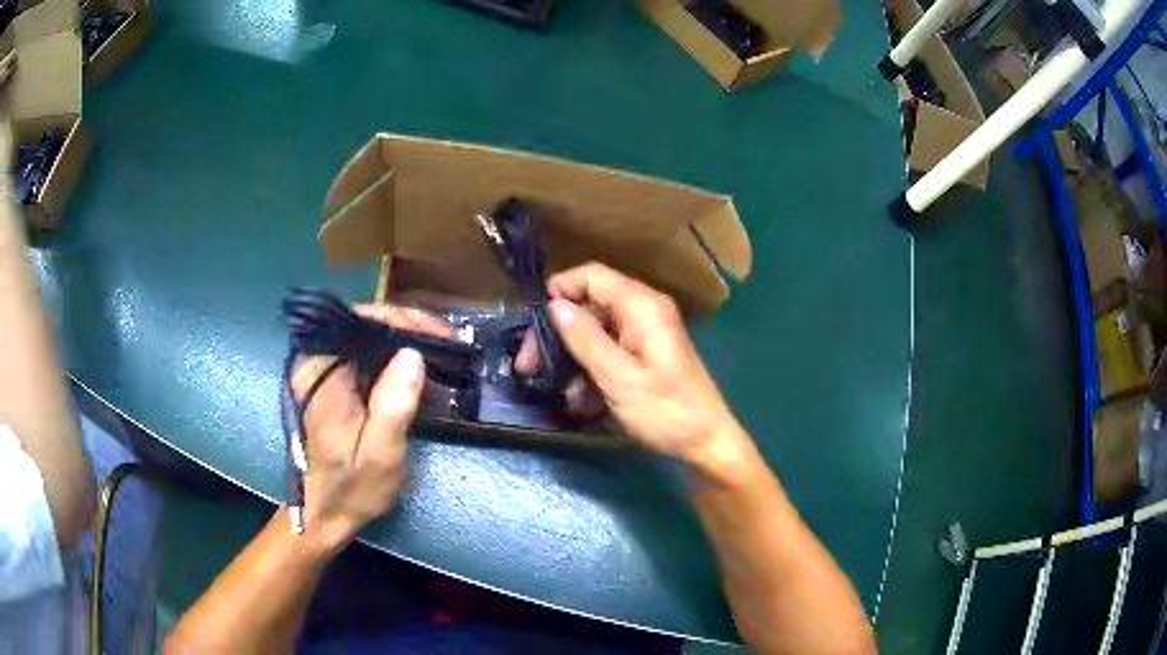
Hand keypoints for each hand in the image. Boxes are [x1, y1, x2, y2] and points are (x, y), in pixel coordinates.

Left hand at [290, 305, 453, 557]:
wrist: (327, 513)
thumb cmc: (353, 489)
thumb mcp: (380, 454)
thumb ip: (393, 405)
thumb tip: (412, 353)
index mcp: (321, 374)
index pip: (363, 323)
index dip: (405, 321)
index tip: (442, 336)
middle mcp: (317, 363)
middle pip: (366, 324)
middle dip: (410, 328)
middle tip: (449, 344)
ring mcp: (323, 371)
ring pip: (368, 337)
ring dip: (406, 340)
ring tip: (443, 352)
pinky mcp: (333, 382)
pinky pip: (367, 355)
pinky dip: (395, 357)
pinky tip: (420, 367)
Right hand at [516, 263, 752, 480]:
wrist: (706, 441)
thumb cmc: (664, 409)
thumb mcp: (617, 377)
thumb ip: (584, 338)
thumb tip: (554, 305)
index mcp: (641, 305)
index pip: (591, 275)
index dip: (559, 290)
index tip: (534, 323)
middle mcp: (644, 310)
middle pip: (590, 304)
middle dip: (558, 332)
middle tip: (529, 365)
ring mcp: (647, 333)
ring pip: (596, 331)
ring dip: (573, 357)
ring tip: (555, 390)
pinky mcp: (647, 354)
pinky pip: (610, 350)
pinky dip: (592, 369)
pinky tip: (581, 400)